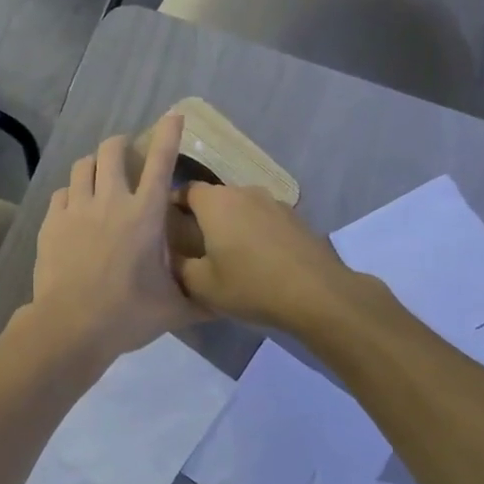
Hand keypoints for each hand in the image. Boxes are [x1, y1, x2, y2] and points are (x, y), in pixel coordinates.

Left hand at [28, 114, 201, 363]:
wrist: (71, 326)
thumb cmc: (129, 314)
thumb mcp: (175, 309)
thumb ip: (202, 299)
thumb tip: (226, 301)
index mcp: (145, 215)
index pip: (161, 162)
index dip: (168, 134)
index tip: (173, 115)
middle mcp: (110, 201)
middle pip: (112, 150)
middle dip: (121, 144)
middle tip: (126, 154)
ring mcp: (77, 209)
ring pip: (82, 165)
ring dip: (94, 164)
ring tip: (99, 176)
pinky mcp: (52, 222)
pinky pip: (61, 192)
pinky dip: (72, 192)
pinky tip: (75, 207)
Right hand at [170, 183, 369, 330]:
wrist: (316, 293)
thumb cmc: (250, 285)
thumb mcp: (202, 286)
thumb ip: (179, 267)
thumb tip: (171, 257)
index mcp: (216, 202)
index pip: (186, 190)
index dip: (173, 204)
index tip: (167, 225)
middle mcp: (244, 192)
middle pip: (215, 198)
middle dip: (203, 216)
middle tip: (195, 244)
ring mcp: (274, 202)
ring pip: (242, 208)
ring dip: (232, 224)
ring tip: (229, 254)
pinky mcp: (296, 217)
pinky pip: (264, 219)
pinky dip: (256, 232)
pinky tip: (259, 259)